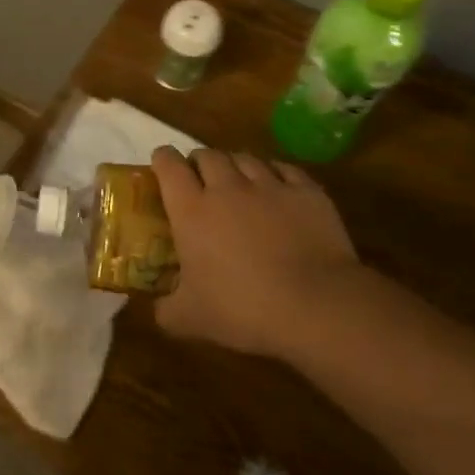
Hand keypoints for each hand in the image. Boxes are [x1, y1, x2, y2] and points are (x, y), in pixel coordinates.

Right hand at [150, 147, 359, 359]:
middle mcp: (227, 187)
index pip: (168, 165)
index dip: (162, 160)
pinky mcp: (307, 192)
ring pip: (245, 158)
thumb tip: (157, 310)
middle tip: (200, 180)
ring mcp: (270, 185)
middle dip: (199, 162)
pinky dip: (274, 173)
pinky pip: (284, 169)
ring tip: (238, 181)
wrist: (316, 306)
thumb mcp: (190, 320)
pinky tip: (276, 187)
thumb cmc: (243, 309)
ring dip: (235, 165)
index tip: (162, 166)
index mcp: (191, 210)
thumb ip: (165, 310)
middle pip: (208, 155)